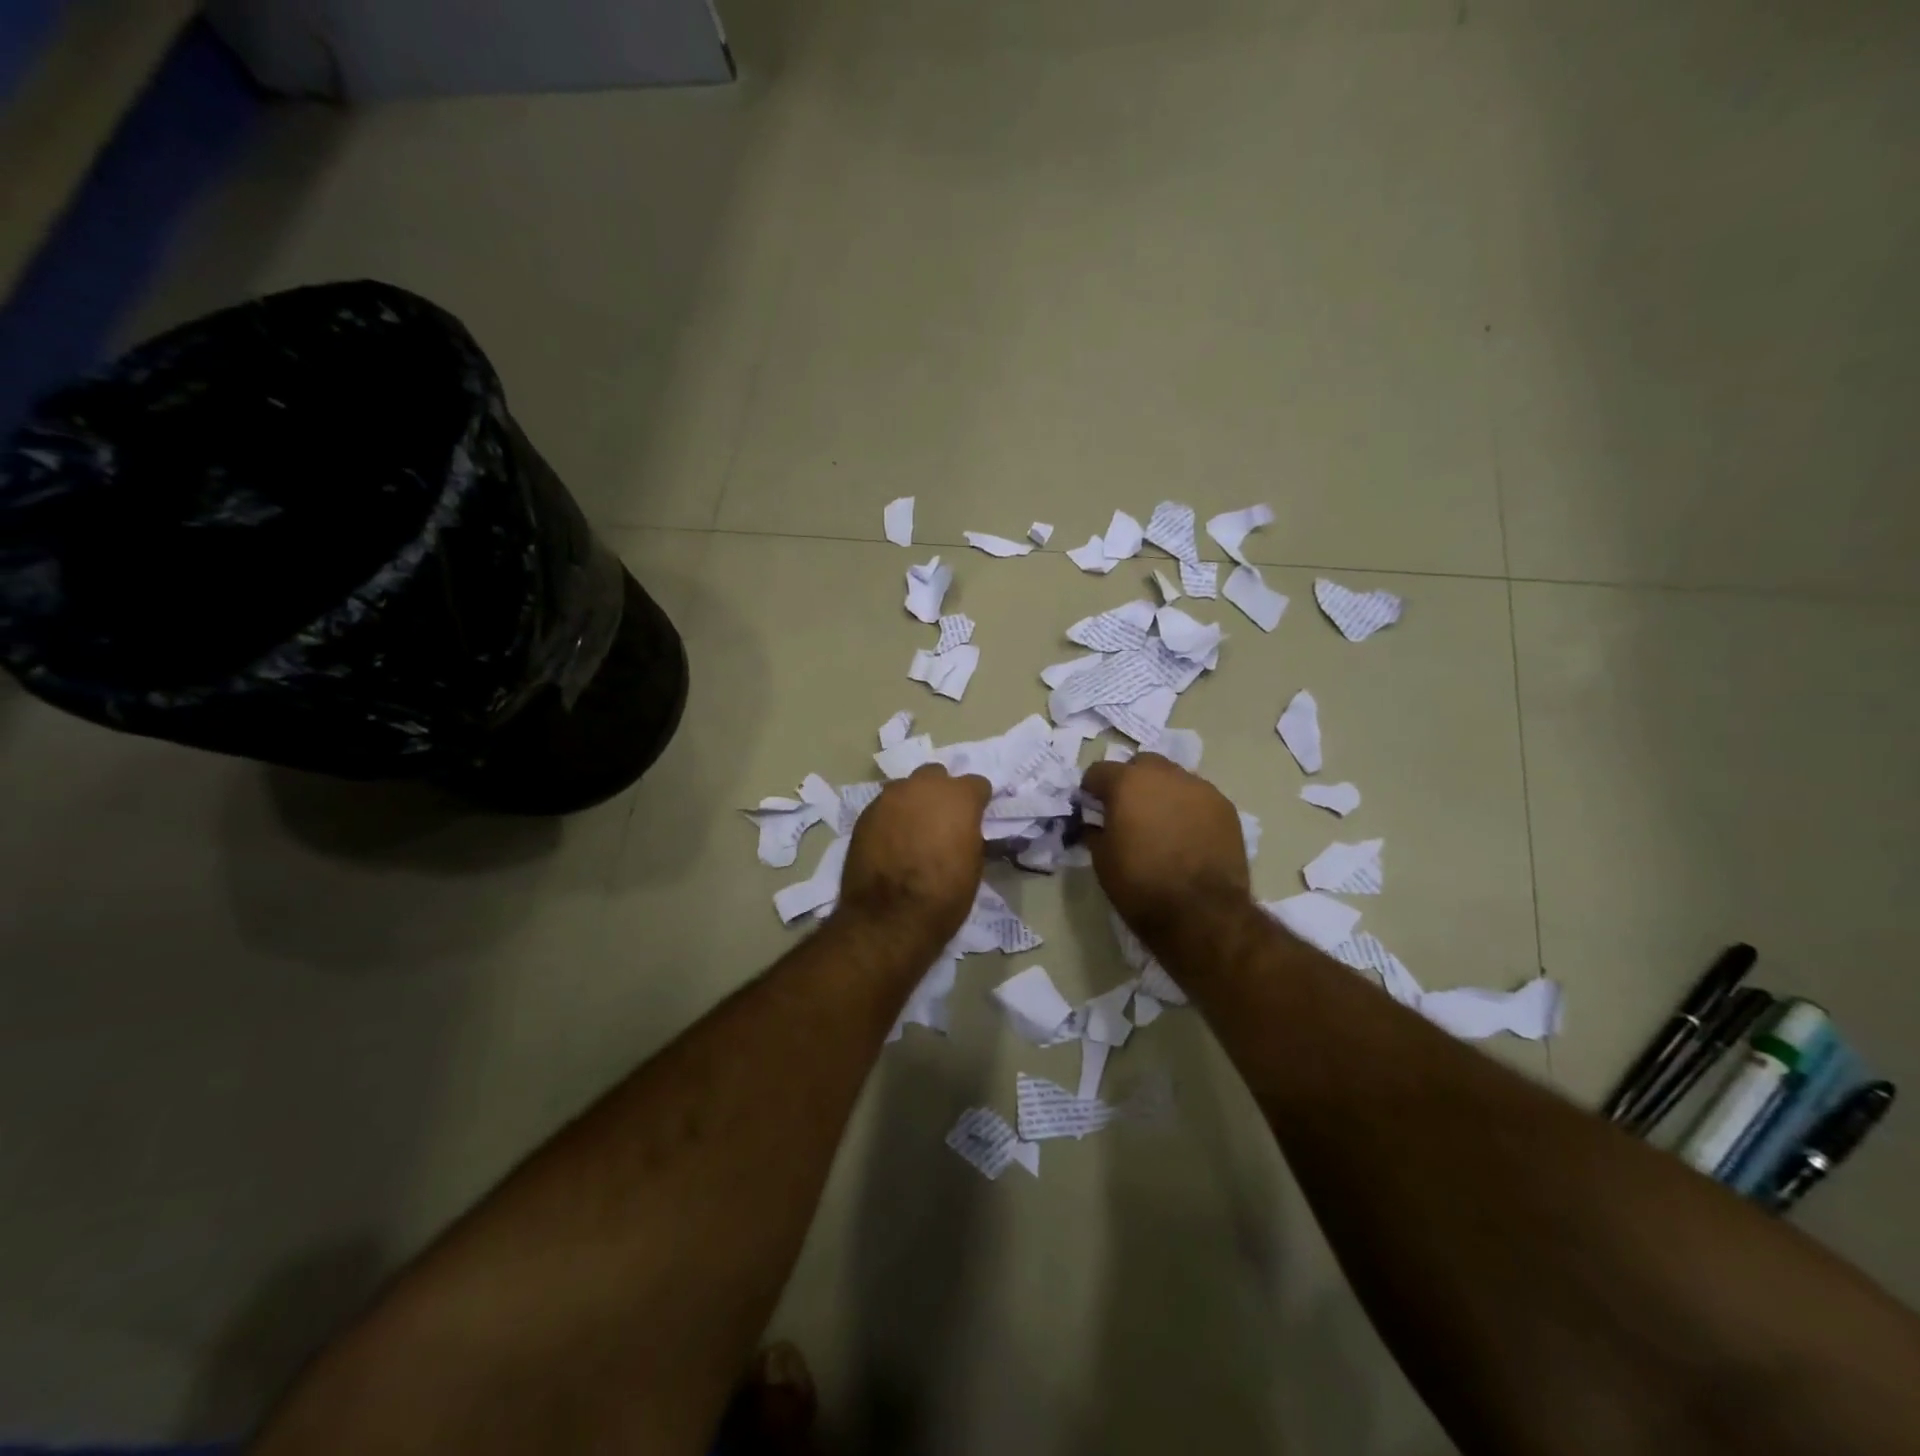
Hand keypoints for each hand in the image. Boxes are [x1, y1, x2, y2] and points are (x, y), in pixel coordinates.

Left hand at [837, 764, 991, 950]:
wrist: (890, 917)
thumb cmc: (944, 895)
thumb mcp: (973, 863)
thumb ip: (968, 833)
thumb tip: (962, 829)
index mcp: (958, 797)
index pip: (976, 784)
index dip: (977, 802)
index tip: (974, 818)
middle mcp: (923, 786)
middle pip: (936, 776)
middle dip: (941, 793)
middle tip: (941, 821)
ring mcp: (890, 797)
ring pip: (906, 788)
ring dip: (913, 802)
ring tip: (912, 830)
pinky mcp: (865, 814)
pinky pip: (884, 807)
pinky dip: (891, 818)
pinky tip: (891, 842)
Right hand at [1080, 753, 1249, 950]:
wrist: (1202, 912)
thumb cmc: (1140, 885)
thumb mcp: (1102, 860)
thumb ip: (1096, 831)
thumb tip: (1096, 823)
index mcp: (1127, 783)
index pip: (1099, 770)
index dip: (1092, 790)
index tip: (1092, 809)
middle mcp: (1164, 775)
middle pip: (1141, 765)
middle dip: (1131, 781)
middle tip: (1128, 812)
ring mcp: (1199, 788)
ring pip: (1173, 778)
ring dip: (1162, 792)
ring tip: (1161, 824)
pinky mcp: (1225, 806)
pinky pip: (1198, 797)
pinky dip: (1188, 808)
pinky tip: (1187, 835)